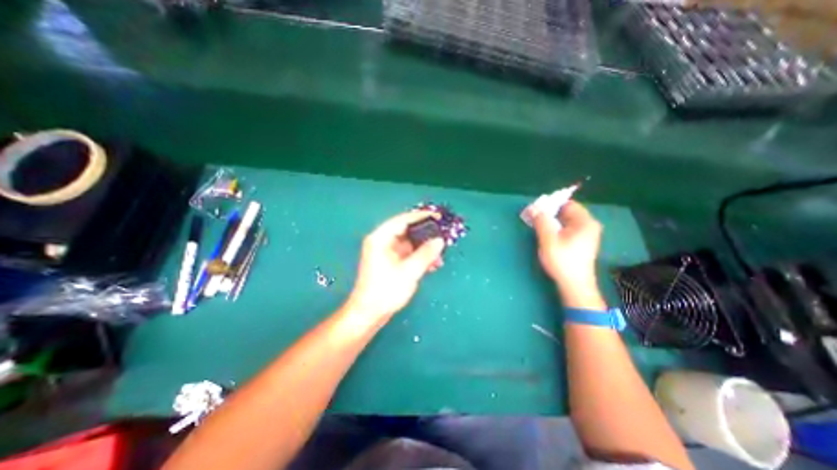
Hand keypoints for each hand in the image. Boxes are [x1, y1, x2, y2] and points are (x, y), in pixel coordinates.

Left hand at [343, 210, 443, 317]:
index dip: (421, 217)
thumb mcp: (409, 271)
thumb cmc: (386, 291)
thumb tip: (440, 240)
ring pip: (409, 243)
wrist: (369, 314)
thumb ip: (426, 254)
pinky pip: (408, 253)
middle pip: (407, 231)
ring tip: (440, 256)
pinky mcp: (391, 262)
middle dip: (425, 235)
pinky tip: (432, 264)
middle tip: (442, 236)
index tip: (438, 217)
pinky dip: (420, 257)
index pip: (402, 220)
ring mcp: (386, 252)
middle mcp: (382, 242)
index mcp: (380, 238)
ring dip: (424, 248)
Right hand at [535, 200, 602, 290]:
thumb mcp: (548, 239)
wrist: (575, 285)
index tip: (536, 210)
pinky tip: (547, 237)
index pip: (567, 204)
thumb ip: (541, 221)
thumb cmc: (562, 261)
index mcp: (585, 222)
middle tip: (534, 219)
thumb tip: (533, 207)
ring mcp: (587, 235)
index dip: (550, 205)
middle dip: (549, 214)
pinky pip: (567, 229)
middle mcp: (589, 225)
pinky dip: (556, 229)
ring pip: (565, 221)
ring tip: (538, 228)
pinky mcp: (581, 243)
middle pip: (566, 212)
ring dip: (551, 222)